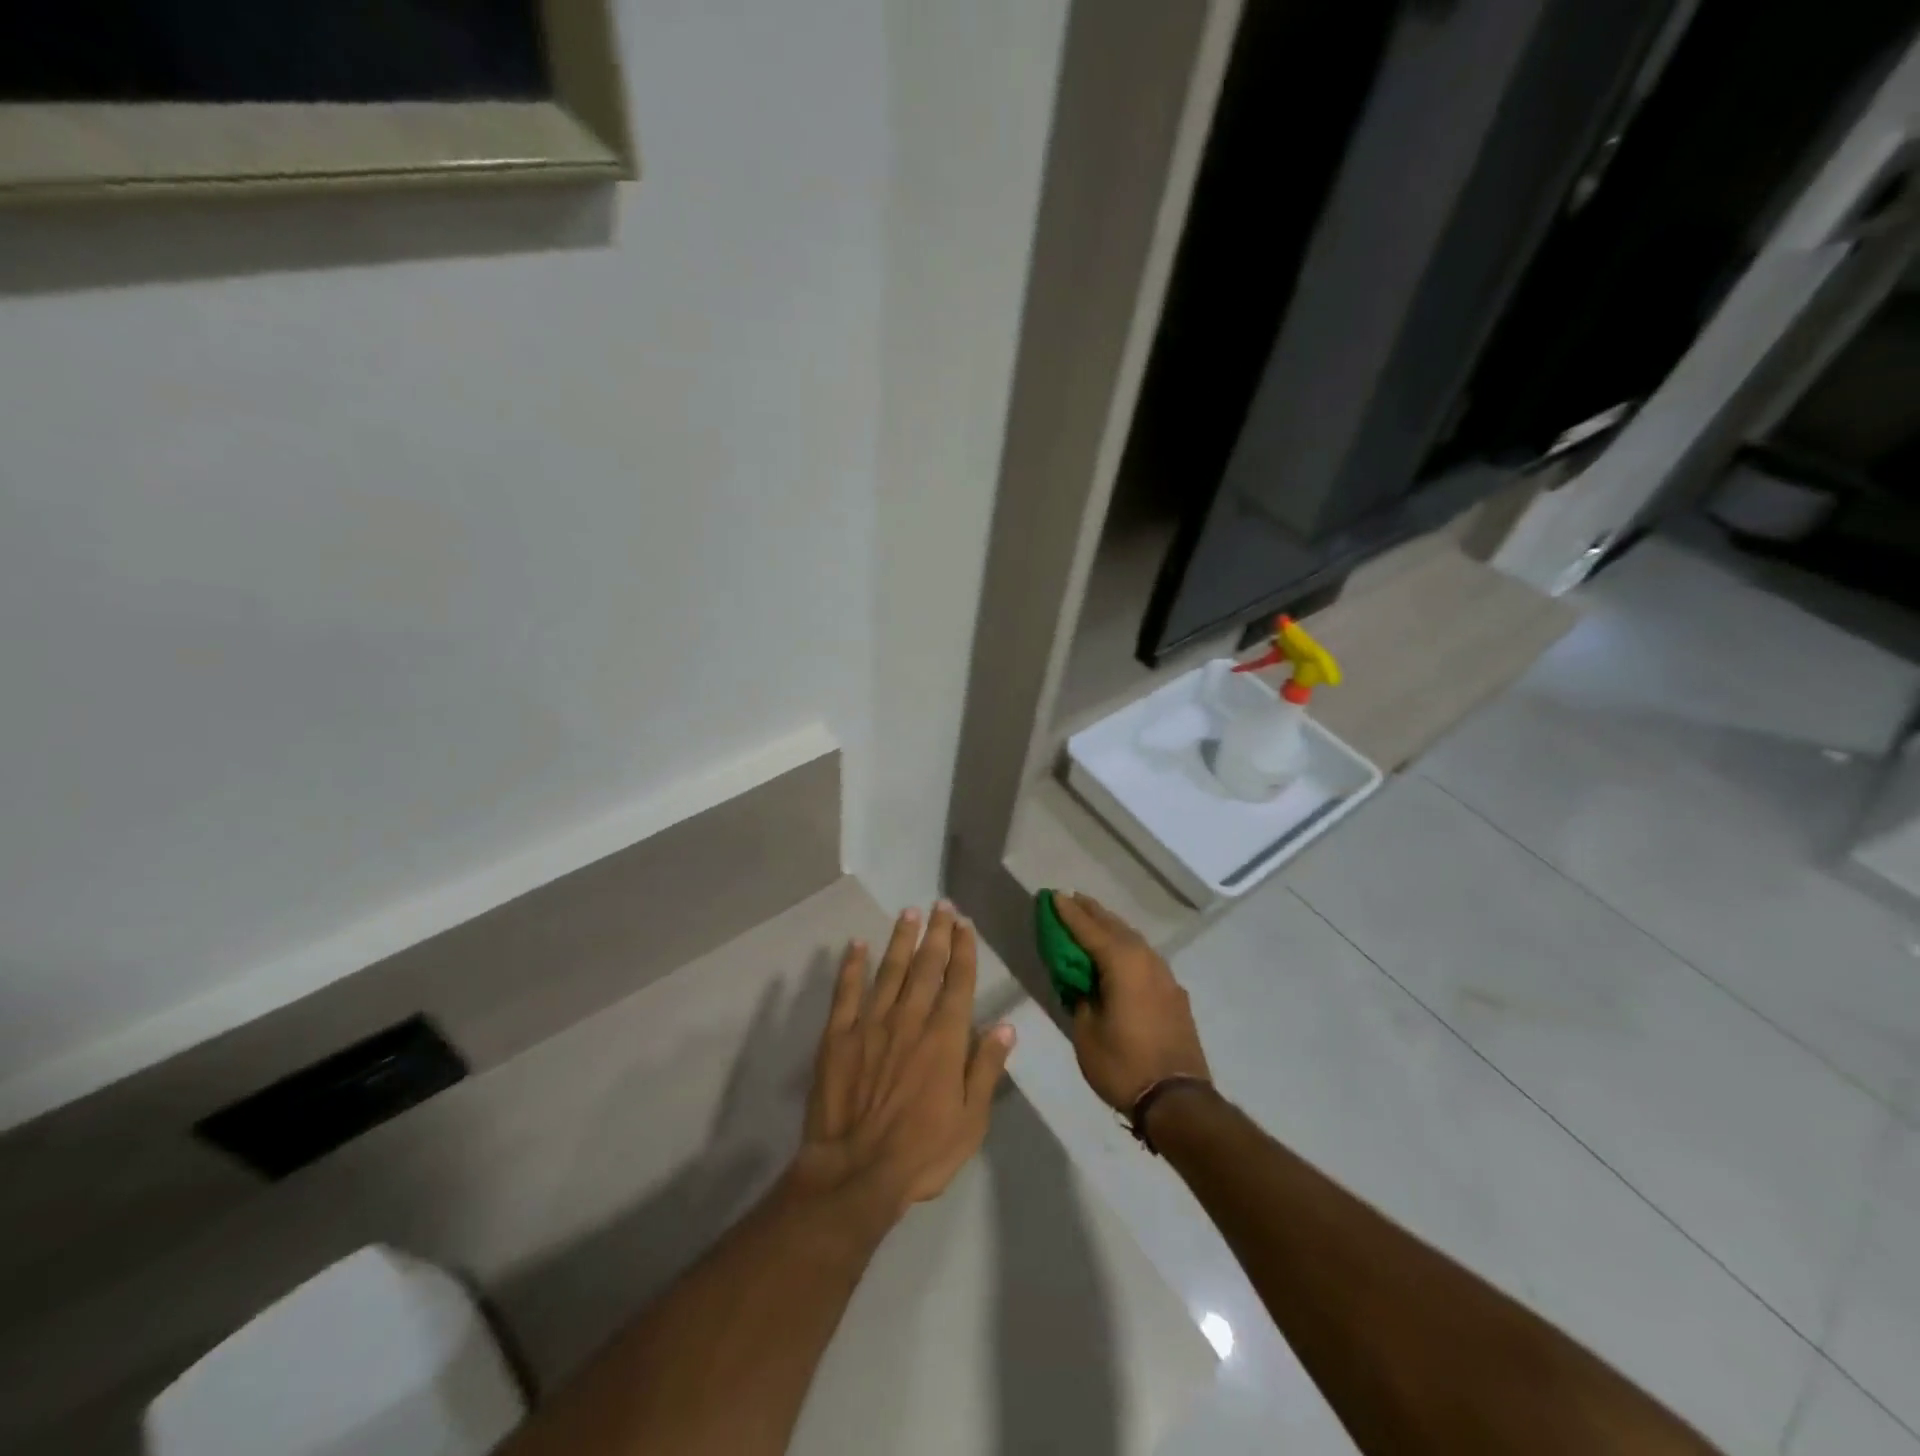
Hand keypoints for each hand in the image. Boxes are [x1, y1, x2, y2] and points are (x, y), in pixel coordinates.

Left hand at [792, 902, 1015, 1223]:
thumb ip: (986, 1068)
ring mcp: (871, 1024)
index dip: (964, 950)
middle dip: (937, 933)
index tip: (965, 924)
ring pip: (890, 970)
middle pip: (926, 966)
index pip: (958, 982)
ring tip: (909, 912)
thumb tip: (1006, 1025)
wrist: (855, 1172)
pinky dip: (852, 966)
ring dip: (901, 939)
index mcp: (944, 1038)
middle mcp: (910, 1019)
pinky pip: (846, 992)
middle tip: (942, 905)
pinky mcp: (838, 1036)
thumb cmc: (922, 1152)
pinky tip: (857, 945)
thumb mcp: (971, 1120)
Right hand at [1053, 893, 1210, 1111]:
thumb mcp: (1087, 1032)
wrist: (1177, 1100)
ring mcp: (1165, 976)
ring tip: (1093, 919)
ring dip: (1111, 928)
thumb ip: (1081, 998)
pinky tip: (1120, 954)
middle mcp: (1146, 960)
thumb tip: (1082, 984)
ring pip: (1133, 940)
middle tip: (1072, 899)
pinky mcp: (1174, 994)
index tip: (1053, 895)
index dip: (1068, 913)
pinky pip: (1145, 958)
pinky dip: (1127, 948)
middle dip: (1092, 912)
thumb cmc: (1123, 1065)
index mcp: (1122, 964)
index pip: (1089, 929)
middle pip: (1114, 927)